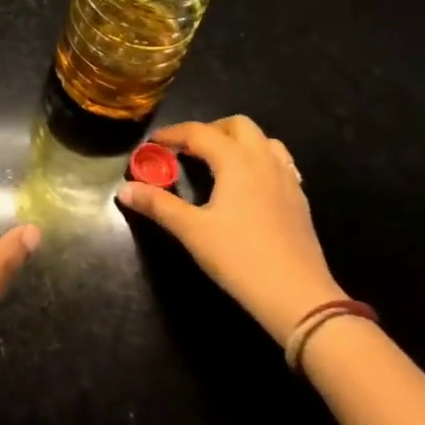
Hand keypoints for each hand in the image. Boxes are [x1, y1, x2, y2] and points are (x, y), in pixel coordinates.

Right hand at [117, 116, 343, 336]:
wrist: (300, 299)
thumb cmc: (241, 259)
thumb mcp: (192, 231)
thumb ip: (158, 205)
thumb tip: (124, 189)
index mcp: (236, 161)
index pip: (200, 132)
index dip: (174, 134)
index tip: (154, 143)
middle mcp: (263, 160)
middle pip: (238, 126)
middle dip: (210, 130)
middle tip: (189, 150)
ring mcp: (287, 179)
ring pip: (264, 141)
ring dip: (239, 142)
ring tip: (220, 162)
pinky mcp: (300, 200)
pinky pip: (280, 163)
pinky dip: (260, 161)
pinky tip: (250, 185)